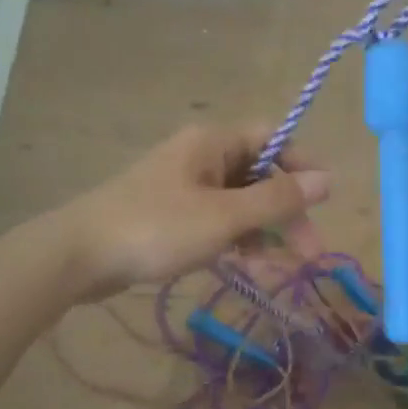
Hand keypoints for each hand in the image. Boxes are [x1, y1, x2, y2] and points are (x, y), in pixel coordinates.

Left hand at [61, 124, 329, 297]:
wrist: (79, 256)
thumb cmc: (156, 228)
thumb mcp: (224, 216)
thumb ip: (276, 200)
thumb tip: (328, 179)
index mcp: (212, 144)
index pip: (272, 140)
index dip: (303, 165)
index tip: (325, 200)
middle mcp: (200, 158)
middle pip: (258, 176)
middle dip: (286, 212)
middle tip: (309, 251)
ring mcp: (184, 188)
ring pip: (239, 204)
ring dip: (264, 232)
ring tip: (283, 268)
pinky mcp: (171, 217)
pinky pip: (216, 222)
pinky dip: (236, 240)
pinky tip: (249, 266)